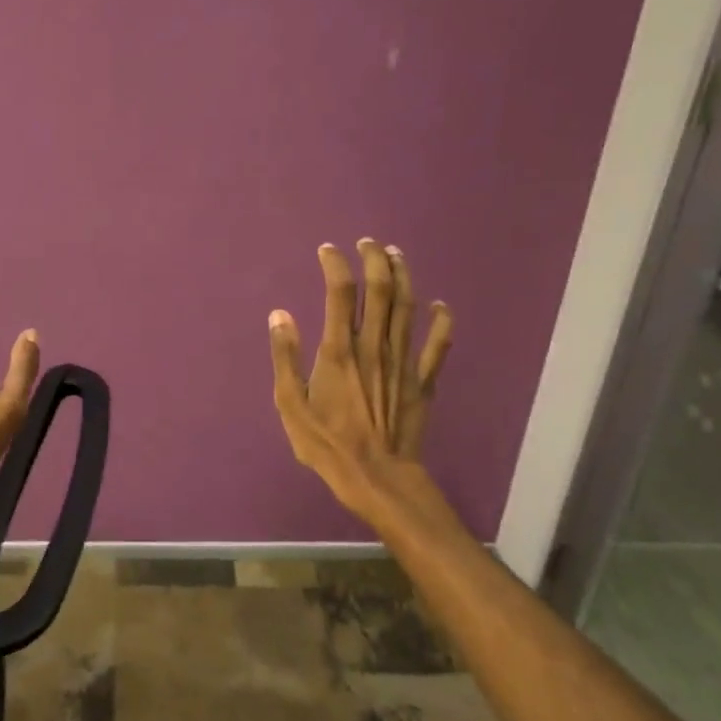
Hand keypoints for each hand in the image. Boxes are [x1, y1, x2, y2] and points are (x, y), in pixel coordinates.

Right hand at [268, 239, 453, 517]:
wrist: (376, 477)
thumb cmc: (326, 443)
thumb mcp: (290, 404)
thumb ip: (285, 357)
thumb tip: (280, 315)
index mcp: (339, 350)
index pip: (340, 292)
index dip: (335, 265)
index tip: (328, 251)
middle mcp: (374, 347)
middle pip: (381, 290)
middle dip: (375, 259)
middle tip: (368, 243)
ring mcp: (403, 362)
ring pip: (408, 308)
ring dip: (404, 276)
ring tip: (396, 255)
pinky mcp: (423, 381)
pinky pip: (437, 346)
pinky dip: (441, 322)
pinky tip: (441, 306)